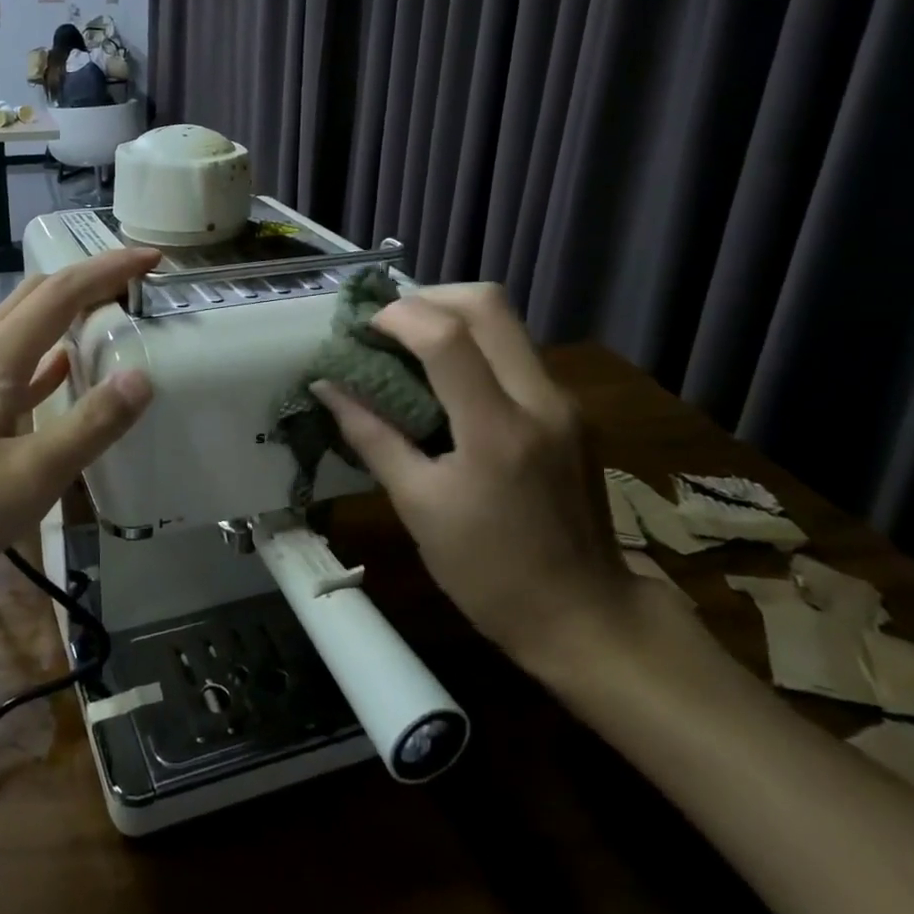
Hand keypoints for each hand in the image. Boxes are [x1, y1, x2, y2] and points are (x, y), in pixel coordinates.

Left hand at [0, 248, 159, 635]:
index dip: (109, 269)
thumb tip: (142, 376)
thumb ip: (91, 424)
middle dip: (87, 280)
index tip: (153, 259)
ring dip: (64, 314)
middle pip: (36, 297)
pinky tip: (62, 372)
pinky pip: (10, 367)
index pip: (62, 292)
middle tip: (134, 287)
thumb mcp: (32, 475)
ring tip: (108, 319)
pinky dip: (44, 357)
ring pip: (21, 328)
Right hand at [312, 284, 630, 669]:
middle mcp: (541, 400)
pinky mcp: (572, 410)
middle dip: (428, 296)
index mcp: (497, 431)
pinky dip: (474, 345)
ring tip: (408, 345)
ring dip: (451, 317)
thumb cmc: (489, 573)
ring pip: (506, 322)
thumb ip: (371, 436)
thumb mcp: (417, 507)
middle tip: (387, 323)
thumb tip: (328, 387)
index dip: (397, 316)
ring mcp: (564, 402)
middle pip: (488, 303)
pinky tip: (446, 379)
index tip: (362, 328)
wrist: (586, 617)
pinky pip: (516, 352)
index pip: (447, 336)